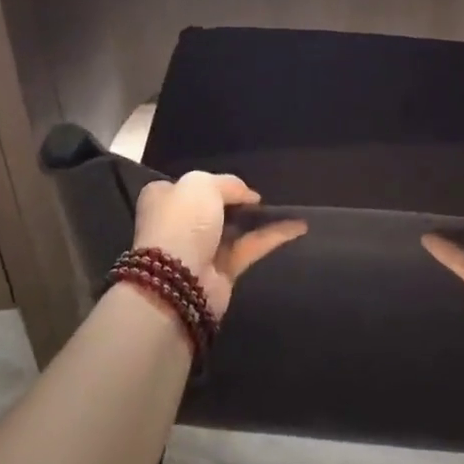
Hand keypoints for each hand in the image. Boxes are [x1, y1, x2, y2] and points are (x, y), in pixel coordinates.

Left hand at [133, 171, 305, 318]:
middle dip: (237, 202)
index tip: (237, 183)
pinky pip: (251, 247)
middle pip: (214, 207)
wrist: (177, 281)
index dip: (212, 183)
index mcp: (164, 198)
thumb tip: (249, 196)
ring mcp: (201, 249)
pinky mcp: (223, 272)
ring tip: (288, 207)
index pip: (188, 186)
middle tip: (262, 195)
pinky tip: (298, 227)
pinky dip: (273, 237)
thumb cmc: (182, 222)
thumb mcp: (202, 184)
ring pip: (236, 228)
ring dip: (260, 219)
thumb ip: (228, 184)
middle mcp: (180, 223)